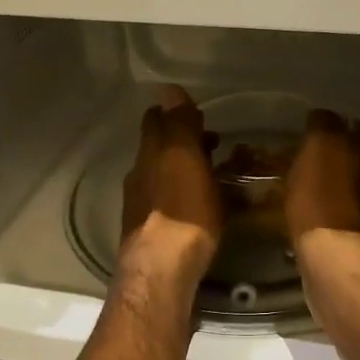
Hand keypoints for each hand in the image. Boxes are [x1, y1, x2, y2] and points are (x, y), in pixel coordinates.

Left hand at [121, 86, 222, 277]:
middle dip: (185, 142)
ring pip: (166, 177)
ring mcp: (144, 207)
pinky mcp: (154, 234)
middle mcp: (140, 177)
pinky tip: (207, 208)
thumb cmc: (181, 211)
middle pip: (160, 150)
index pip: (155, 121)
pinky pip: (173, 204)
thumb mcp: (184, 160)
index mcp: (149, 155)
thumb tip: (168, 89)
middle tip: (216, 142)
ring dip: (188, 170)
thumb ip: (178, 125)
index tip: (198, 113)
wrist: (162, 271)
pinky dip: (189, 197)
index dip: (174, 113)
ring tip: (218, 174)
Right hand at [285, 110, 359, 246]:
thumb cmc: (309, 211)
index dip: (317, 126)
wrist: (345, 250)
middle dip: (350, 138)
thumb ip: (303, 165)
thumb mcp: (293, 185)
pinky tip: (352, 203)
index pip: (323, 117)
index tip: (310, 138)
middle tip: (333, 154)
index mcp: (329, 139)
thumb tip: (309, 158)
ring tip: (342, 183)